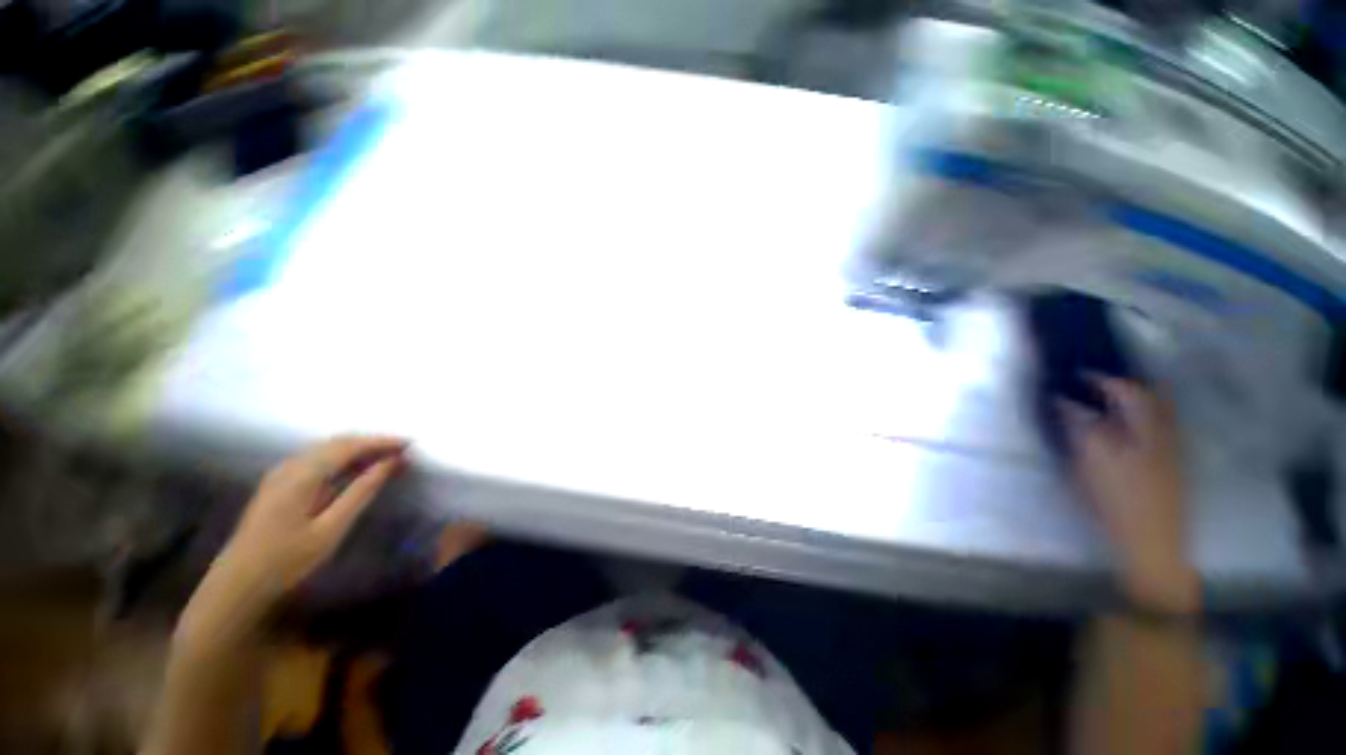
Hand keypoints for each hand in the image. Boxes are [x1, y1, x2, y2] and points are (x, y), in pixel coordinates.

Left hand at [181, 437, 408, 640]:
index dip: (382, 441)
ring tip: (386, 457)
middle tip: (404, 450)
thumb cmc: (287, 561)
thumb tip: (391, 462)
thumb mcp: (331, 529)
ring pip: (326, 448)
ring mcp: (280, 473)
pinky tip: (355, 468)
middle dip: (373, 442)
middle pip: (337, 441)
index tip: (412, 443)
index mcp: (302, 475)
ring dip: (358, 447)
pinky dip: (342, 456)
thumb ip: (361, 492)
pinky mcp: (277, 483)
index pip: (349, 445)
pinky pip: (316, 457)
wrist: (236, 586)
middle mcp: (289, 466)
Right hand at [1062, 379, 1197, 613]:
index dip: (1100, 378)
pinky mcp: (1166, 467)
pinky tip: (1116, 432)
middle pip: (1148, 397)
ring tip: (1100, 405)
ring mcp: (1168, 450)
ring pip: (1152, 414)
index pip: (1127, 389)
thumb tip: (1061, 400)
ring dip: (1128, 403)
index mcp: (1146, 427)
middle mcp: (1162, 432)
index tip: (1074, 374)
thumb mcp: (1092, 459)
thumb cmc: (1118, 498)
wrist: (1149, 543)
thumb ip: (1078, 425)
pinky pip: (1152, 431)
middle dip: (1121, 387)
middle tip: (1091, 386)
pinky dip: (1134, 422)